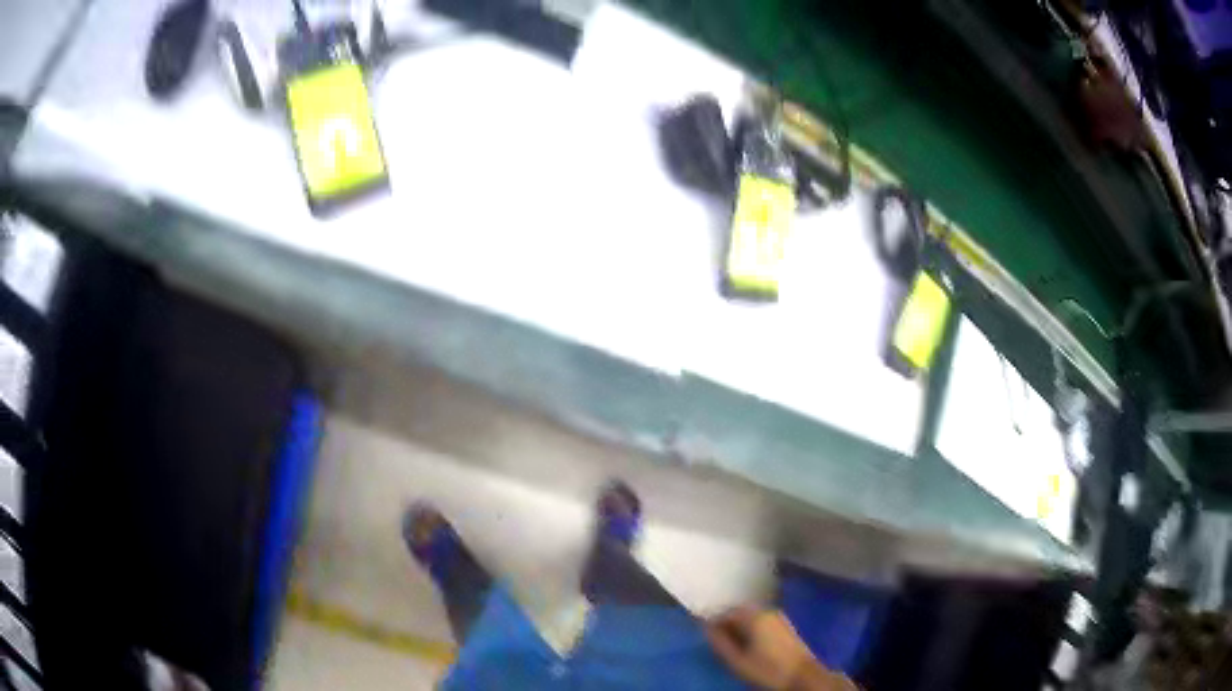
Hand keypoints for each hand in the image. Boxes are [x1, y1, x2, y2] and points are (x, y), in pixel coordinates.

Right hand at [705, 606, 856, 690]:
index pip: (726, 612)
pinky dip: (752, 629)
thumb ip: (720, 642)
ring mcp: (779, 617)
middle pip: (740, 611)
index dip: (713, 623)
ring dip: (740, 626)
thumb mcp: (737, 660)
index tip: (707, 636)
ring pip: (752, 616)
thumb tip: (706, 627)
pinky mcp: (786, 625)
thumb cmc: (767, 669)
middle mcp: (768, 611)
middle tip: (719, 641)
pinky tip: (750, 644)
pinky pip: (762, 621)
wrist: (802, 676)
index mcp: (755, 616)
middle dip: (727, 623)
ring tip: (733, 644)